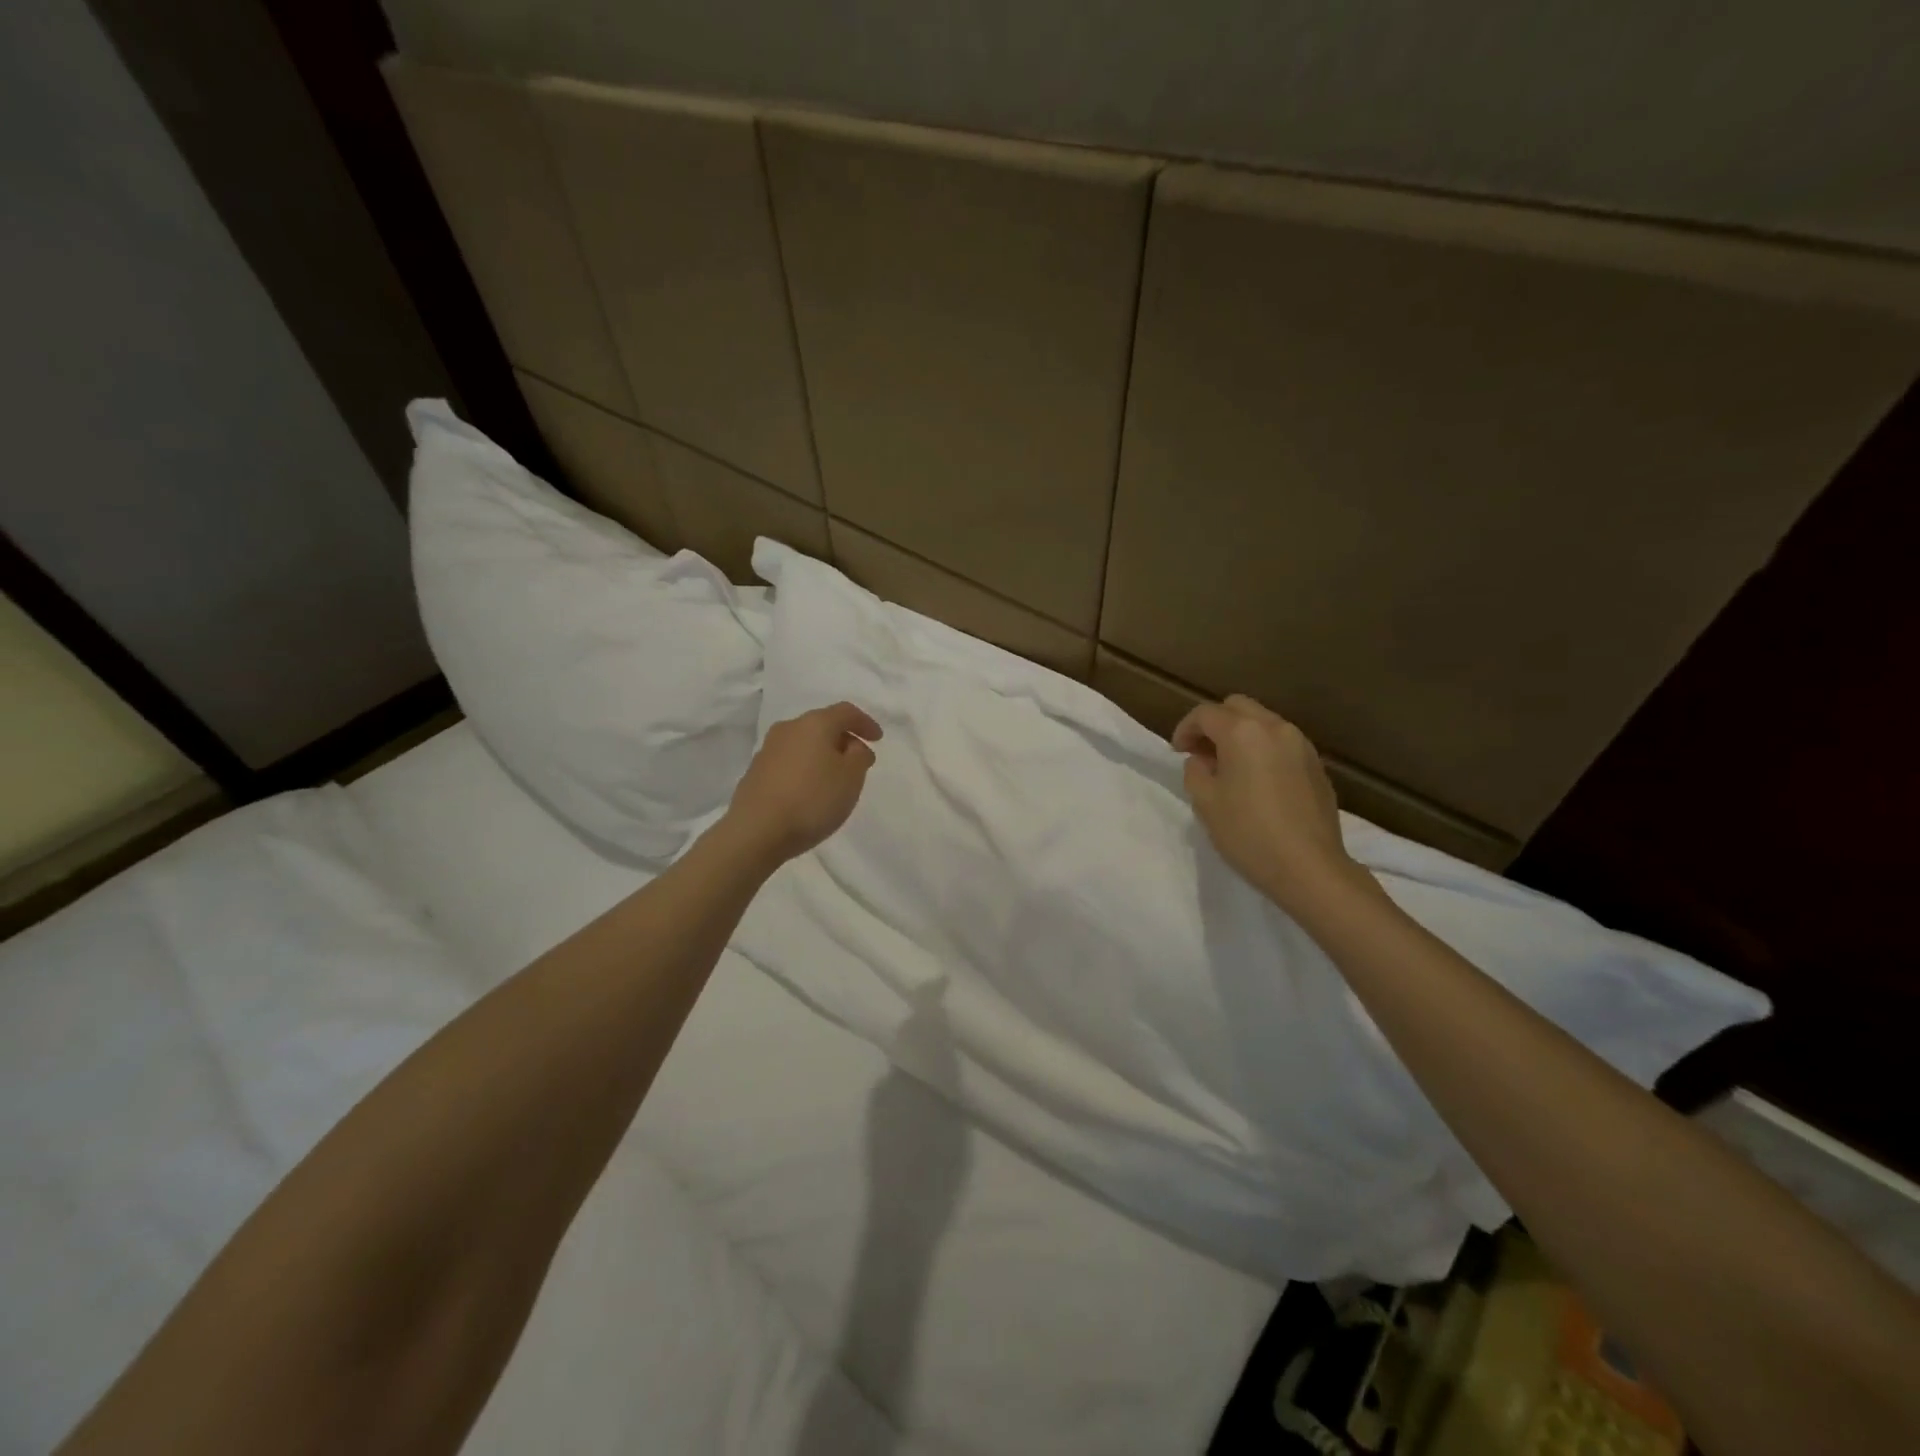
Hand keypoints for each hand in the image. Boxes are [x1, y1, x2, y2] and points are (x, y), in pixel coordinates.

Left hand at [721, 702, 882, 865]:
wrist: (757, 831)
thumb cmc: (812, 799)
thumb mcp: (851, 778)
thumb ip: (860, 756)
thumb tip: (854, 747)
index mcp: (814, 724)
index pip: (846, 712)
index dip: (865, 723)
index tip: (878, 740)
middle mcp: (788, 729)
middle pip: (822, 725)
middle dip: (843, 740)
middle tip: (858, 761)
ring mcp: (768, 750)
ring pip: (804, 744)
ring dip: (822, 755)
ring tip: (835, 779)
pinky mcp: (755, 772)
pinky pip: (789, 762)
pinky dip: (805, 769)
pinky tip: (810, 791)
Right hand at [1172, 695, 1359, 909]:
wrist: (1309, 867)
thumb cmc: (1248, 833)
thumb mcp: (1204, 802)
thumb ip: (1196, 771)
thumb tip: (1204, 761)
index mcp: (1243, 732)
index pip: (1205, 714)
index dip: (1185, 729)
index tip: (1177, 752)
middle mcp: (1275, 728)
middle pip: (1237, 707)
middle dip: (1215, 724)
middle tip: (1202, 753)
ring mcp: (1302, 745)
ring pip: (1264, 723)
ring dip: (1241, 736)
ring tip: (1229, 768)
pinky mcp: (1317, 766)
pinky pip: (1283, 744)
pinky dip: (1264, 751)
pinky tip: (1258, 782)